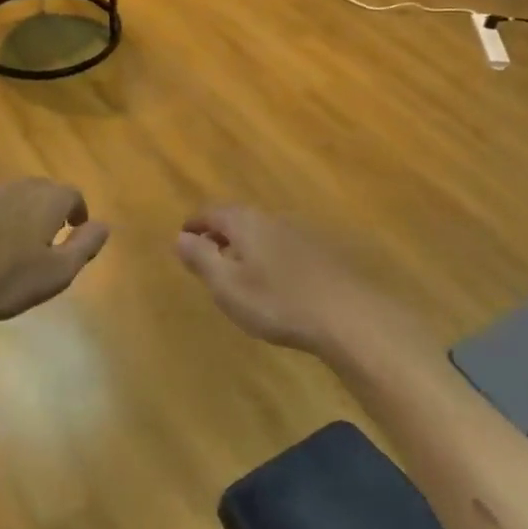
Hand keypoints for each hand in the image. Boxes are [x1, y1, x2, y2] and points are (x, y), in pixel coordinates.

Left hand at [0, 180, 109, 330]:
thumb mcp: (57, 273)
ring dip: (19, 210)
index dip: (77, 210)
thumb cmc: (5, 282)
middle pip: (41, 189)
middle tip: (48, 234)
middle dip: (49, 207)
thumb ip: (85, 246)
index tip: (75, 229)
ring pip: (11, 194)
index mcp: (45, 201)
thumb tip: (103, 225)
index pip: (71, 194)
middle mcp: (17, 187)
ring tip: (14, 240)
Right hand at [176, 206, 403, 358]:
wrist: (348, 316)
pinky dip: (268, 256)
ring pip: (263, 233)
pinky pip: (283, 246)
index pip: (212, 212)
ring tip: (237, 269)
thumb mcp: (227, 285)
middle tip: (207, 252)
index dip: (195, 223)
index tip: (183, 235)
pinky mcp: (322, 253)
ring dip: (246, 245)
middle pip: (239, 219)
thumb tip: (180, 237)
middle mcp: (273, 219)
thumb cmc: (277, 301)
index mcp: (246, 222)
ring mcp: (301, 234)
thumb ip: (202, 259)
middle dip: (220, 233)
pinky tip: (273, 280)